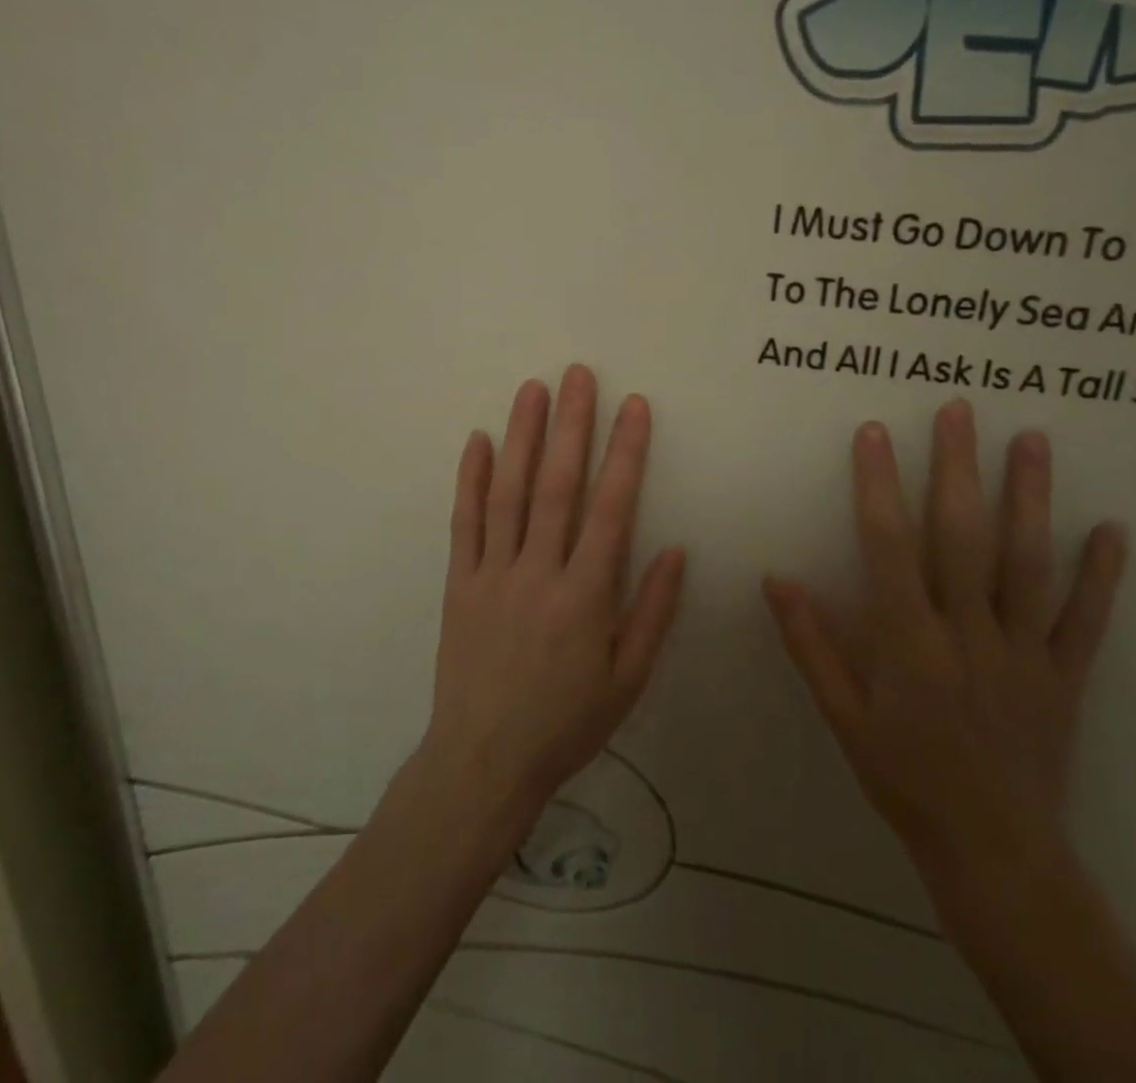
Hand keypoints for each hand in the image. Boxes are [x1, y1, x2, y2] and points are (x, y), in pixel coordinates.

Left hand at [420, 366, 684, 819]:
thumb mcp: (627, 680)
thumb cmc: (566, 723)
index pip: (611, 509)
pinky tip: (478, 440)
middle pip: (556, 486)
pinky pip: (465, 523)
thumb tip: (675, 550)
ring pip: (508, 493)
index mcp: (585, 596)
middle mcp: (538, 572)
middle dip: (571, 425)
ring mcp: (493, 574)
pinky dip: (470, 479)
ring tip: (532, 389)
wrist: (483, 761)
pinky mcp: (460, 583)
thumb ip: (652, 612)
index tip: (634, 407)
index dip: (625, 453)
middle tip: (578, 374)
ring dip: (521, 437)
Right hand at [764, 400, 1126, 907]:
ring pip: (1028, 564)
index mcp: (910, 645)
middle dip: (957, 469)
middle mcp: (969, 636)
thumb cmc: (904, 779)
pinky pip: (1086, 619)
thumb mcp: (843, 717)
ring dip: (1029, 498)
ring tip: (1031, 439)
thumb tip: (776, 579)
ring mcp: (1024, 652)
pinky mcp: (1065, 675)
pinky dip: (1101, 574)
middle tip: (959, 410)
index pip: (889, 548)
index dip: (879, 487)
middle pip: (963, 538)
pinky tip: (1112, 529)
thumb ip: (811, 645)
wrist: (994, 853)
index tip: (874, 434)